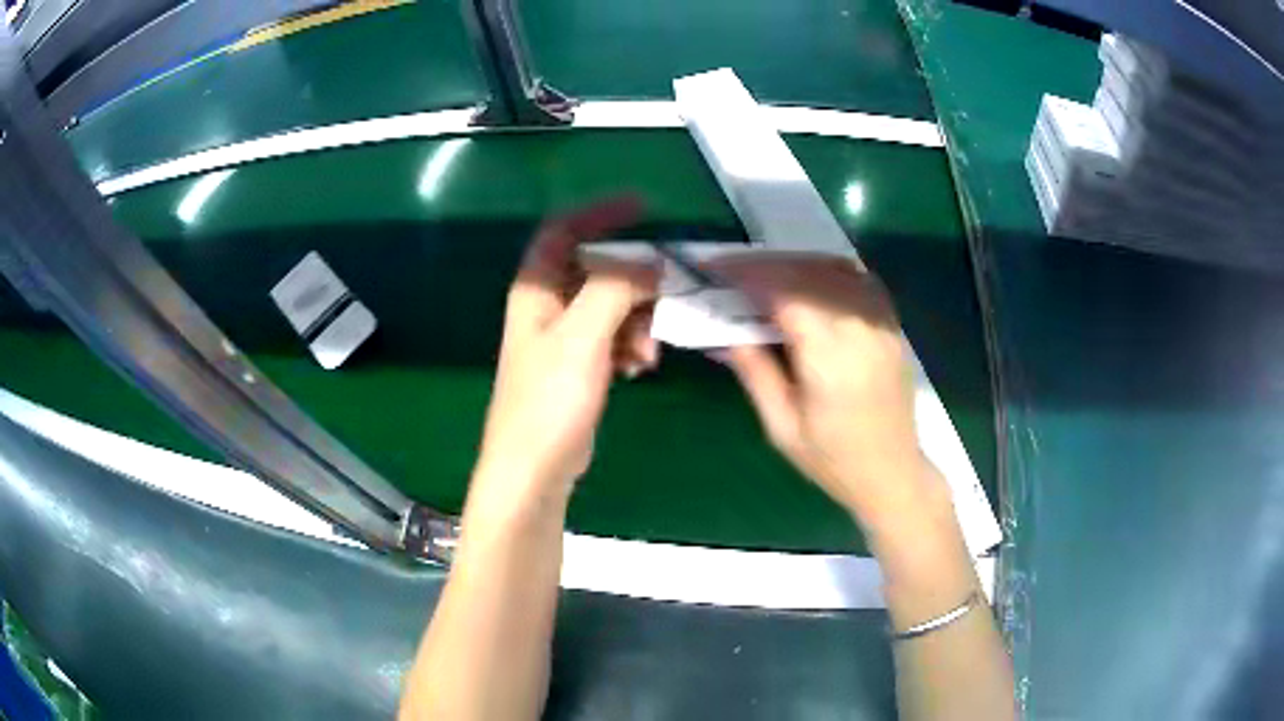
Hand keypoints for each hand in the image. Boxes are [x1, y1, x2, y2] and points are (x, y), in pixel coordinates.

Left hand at [473, 198, 658, 507]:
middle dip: (634, 280)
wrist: (534, 469)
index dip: (600, 213)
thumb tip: (652, 263)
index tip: (643, 206)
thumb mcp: (582, 337)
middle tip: (668, 293)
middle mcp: (548, 306)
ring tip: (648, 351)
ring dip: (638, 319)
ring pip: (612, 305)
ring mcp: (564, 337)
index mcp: (537, 289)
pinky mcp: (580, 365)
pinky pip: (614, 336)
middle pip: (597, 268)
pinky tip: (640, 367)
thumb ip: (615, 289)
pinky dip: (632, 345)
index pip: (564, 230)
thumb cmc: (548, 401)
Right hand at [712, 256, 934, 523]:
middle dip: (765, 264)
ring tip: (766, 276)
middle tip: (731, 271)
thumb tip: (723, 332)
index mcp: (830, 360)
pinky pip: (859, 280)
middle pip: (809, 272)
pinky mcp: (892, 326)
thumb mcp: (781, 427)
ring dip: (795, 264)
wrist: (891, 473)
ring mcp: (882, 325)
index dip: (747, 274)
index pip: (785, 293)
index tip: (714, 268)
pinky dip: (828, 272)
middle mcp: (860, 331)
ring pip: (836, 269)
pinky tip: (810, 284)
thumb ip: (755, 372)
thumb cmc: (832, 460)